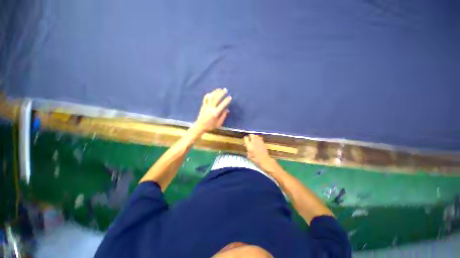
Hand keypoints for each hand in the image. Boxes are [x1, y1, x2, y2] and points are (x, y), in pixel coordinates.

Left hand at [193, 88, 231, 134]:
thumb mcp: (219, 124)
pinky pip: (205, 98)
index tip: (230, 97)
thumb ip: (223, 116)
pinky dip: (209, 94)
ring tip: (219, 89)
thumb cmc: (210, 126)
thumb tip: (227, 110)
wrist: (200, 126)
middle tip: (225, 89)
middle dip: (221, 93)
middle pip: (216, 99)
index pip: (222, 105)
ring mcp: (206, 106)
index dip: (226, 101)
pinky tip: (212, 93)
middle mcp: (210, 108)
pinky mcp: (203, 106)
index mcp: (215, 113)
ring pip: (211, 97)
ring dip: (215, 92)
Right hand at [243, 134, 281, 172]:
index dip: (245, 138)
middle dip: (250, 136)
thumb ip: (247, 149)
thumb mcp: (249, 155)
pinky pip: (260, 137)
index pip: (245, 138)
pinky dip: (258, 138)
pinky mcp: (263, 142)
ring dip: (254, 136)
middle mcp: (253, 141)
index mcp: (249, 145)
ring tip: (253, 138)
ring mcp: (259, 141)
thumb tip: (247, 146)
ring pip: (256, 135)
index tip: (245, 139)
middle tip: (249, 137)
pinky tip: (258, 140)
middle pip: (251, 135)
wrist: (264, 159)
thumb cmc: (255, 159)